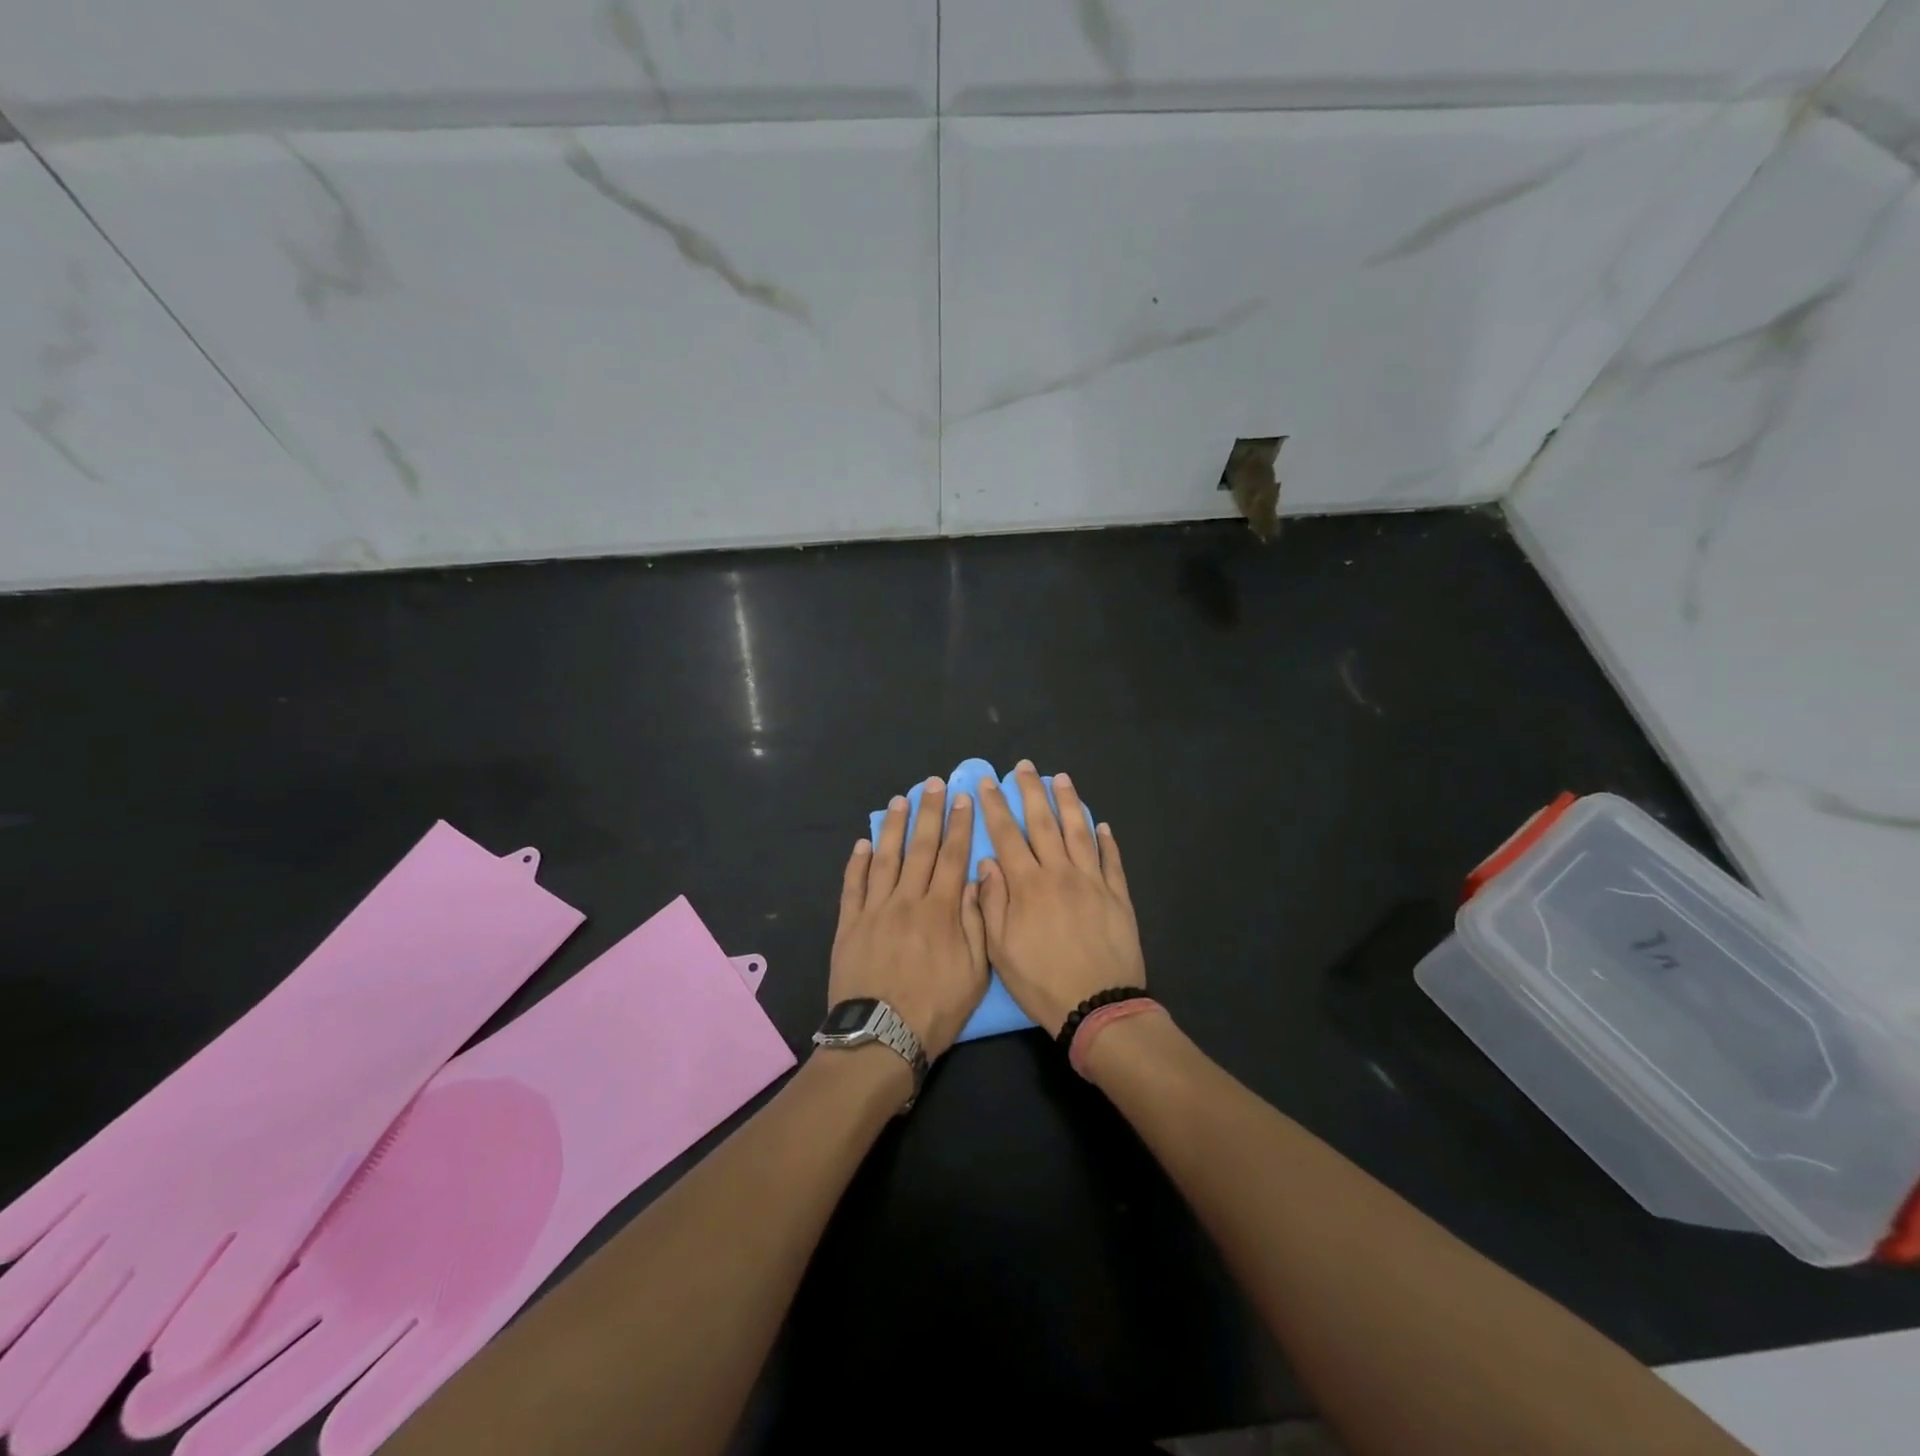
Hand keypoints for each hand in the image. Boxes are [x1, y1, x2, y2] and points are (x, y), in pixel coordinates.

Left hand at [830, 779, 988, 1059]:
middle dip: (929, 812)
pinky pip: (852, 885)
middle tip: (933, 784)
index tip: (964, 798)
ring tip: (900, 800)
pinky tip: (863, 843)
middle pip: (920, 848)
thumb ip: (976, 922)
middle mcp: (907, 900)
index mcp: (941, 911)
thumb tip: (977, 879)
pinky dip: (857, 862)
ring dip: (894, 827)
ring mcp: (874, 910)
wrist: (880, 1038)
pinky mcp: (849, 925)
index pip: (953, 857)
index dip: (960, 825)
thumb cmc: (935, 1010)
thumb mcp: (975, 972)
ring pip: (885, 858)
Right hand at [977, 762, 1145, 1036]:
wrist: (1099, 1007)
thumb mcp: (1001, 950)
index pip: (1006, 836)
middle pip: (1043, 823)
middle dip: (1031, 792)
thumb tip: (988, 863)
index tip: (987, 783)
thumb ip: (992, 902)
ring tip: (1061, 779)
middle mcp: (1060, 873)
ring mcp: (1093, 881)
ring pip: (1079, 832)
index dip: (995, 807)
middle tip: (1025, 767)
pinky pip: (1111, 860)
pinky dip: (1106, 840)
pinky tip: (1102, 825)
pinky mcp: (1118, 895)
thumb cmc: (1042, 982)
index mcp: (1028, 885)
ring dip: (1069, 803)